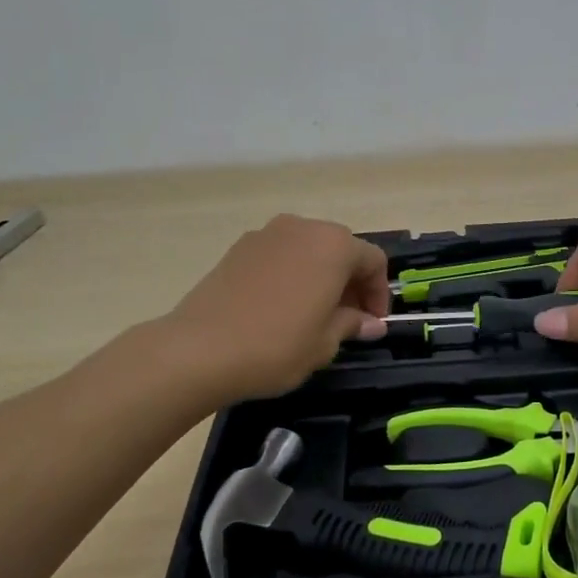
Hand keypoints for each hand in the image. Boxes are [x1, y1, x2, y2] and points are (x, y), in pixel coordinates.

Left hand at [166, 215, 389, 401]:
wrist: (199, 349)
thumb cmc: (277, 345)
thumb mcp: (325, 342)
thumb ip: (352, 324)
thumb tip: (371, 323)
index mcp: (334, 245)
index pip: (373, 261)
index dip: (378, 293)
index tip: (373, 323)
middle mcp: (303, 228)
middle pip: (340, 249)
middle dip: (350, 281)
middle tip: (347, 319)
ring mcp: (267, 234)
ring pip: (308, 249)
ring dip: (320, 275)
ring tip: (313, 313)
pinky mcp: (238, 247)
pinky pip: (279, 255)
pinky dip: (290, 274)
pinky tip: (280, 307)